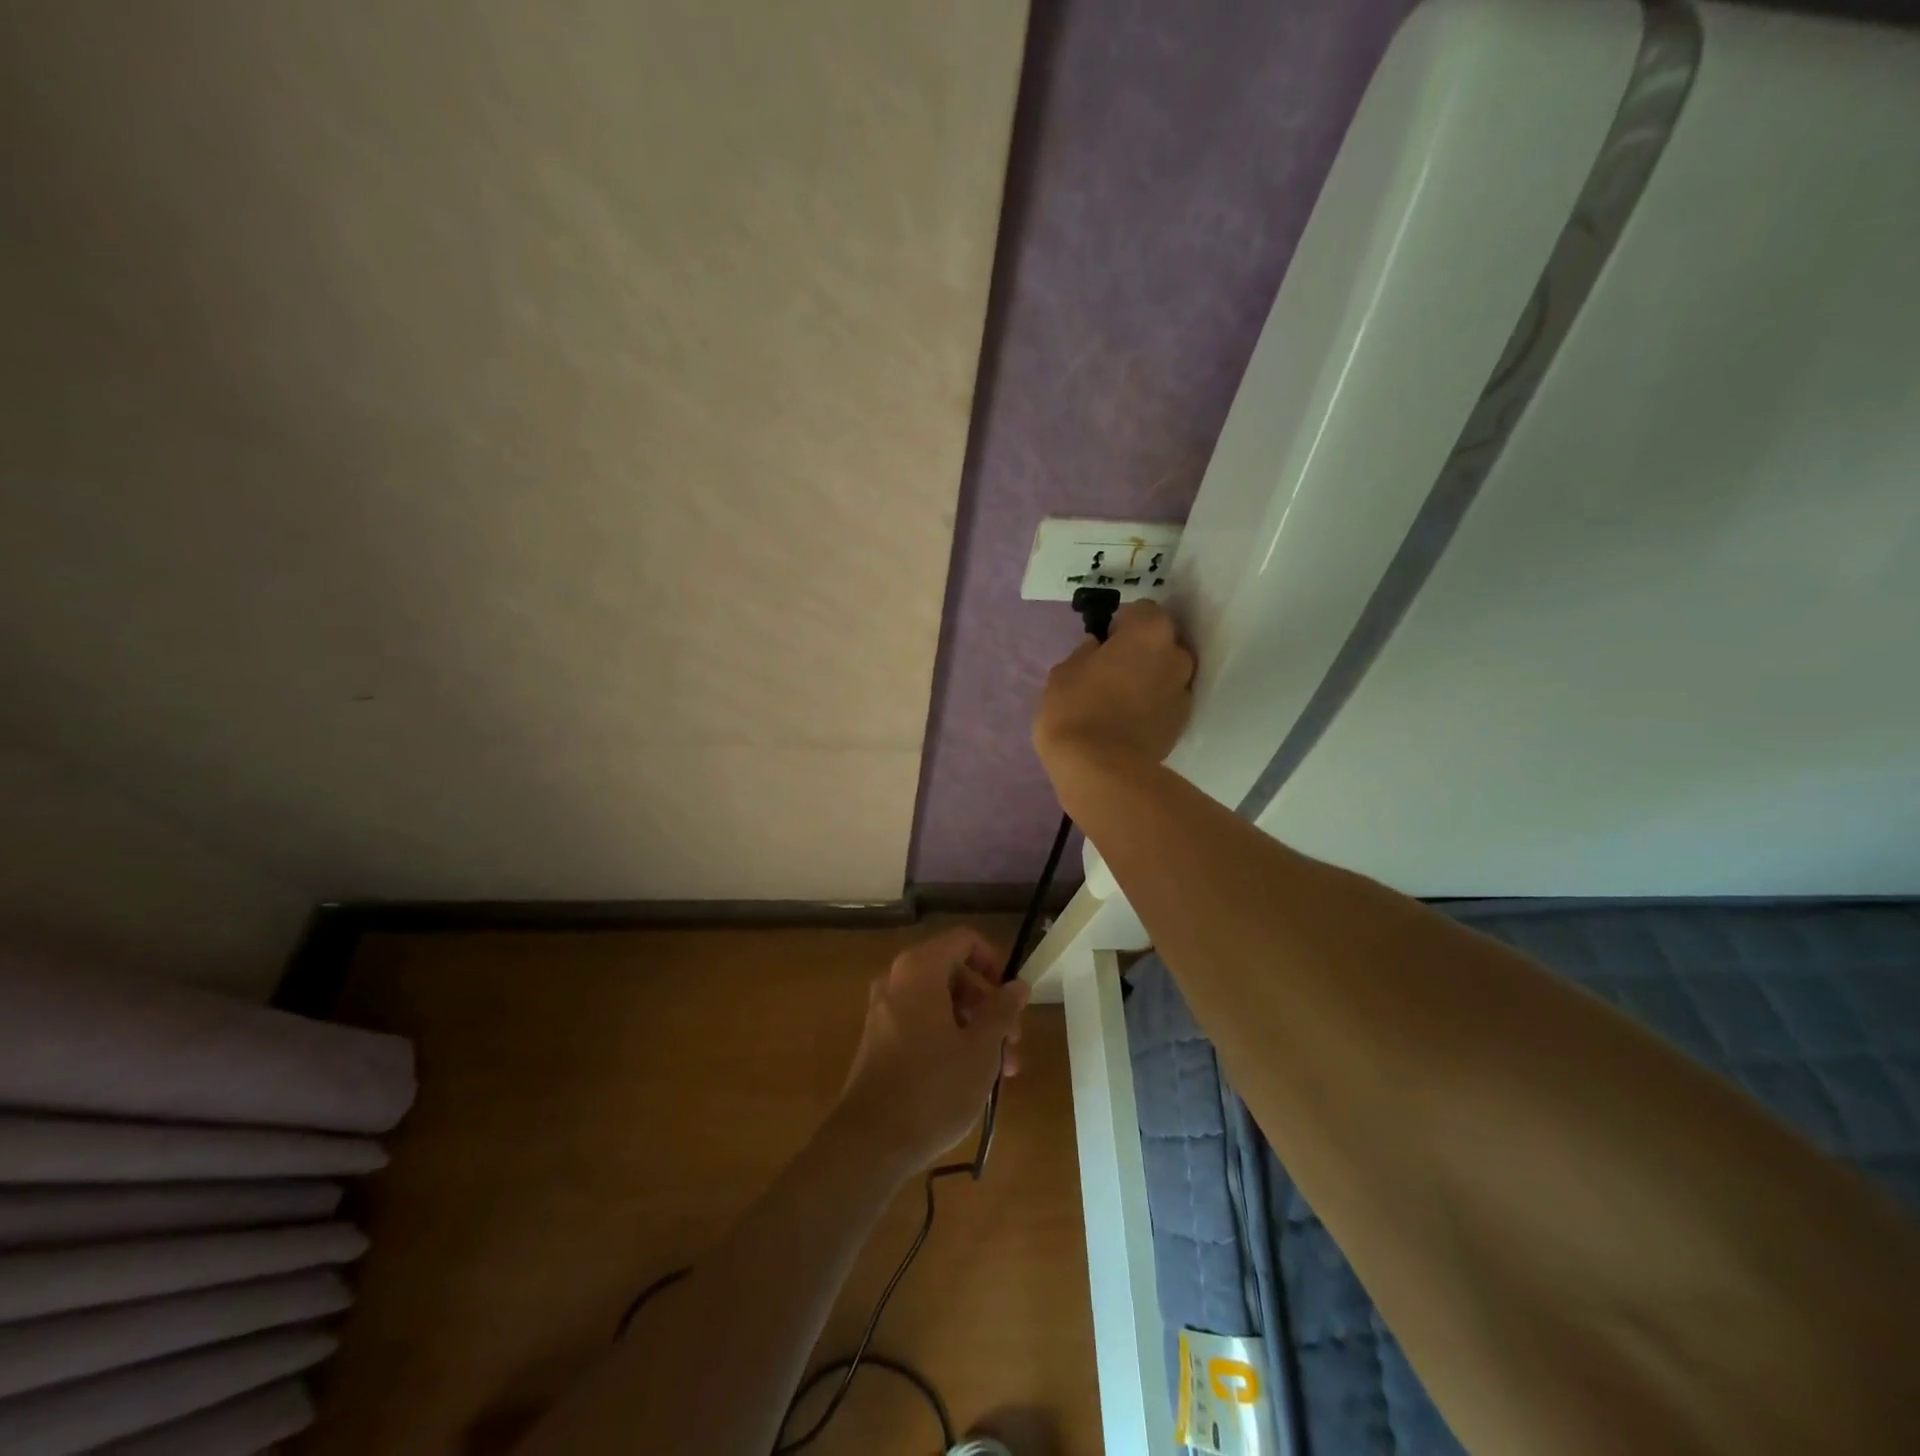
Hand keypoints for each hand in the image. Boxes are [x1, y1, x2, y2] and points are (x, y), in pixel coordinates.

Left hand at [835, 927, 1029, 1175]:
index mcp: (919, 969)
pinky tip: (971, 1077)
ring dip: (974, 1028)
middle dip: (989, 1005)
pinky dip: (949, 1038)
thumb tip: (1018, 985)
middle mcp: (897, 980)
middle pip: (953, 973)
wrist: (870, 1142)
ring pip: (940, 1003)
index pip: (964, 940)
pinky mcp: (879, 1040)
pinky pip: (921, 1023)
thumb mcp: (981, 1049)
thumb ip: (1002, 1010)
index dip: (994, 961)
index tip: (1012, 997)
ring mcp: (884, 1010)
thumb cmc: (934, 1088)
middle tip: (1014, 1042)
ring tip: (1003, 1071)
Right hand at [1033, 600, 1194, 779]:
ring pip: (1165, 674)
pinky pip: (1166, 703)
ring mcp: (1184, 691)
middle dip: (1140, 651)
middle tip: (1111, 671)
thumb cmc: (1076, 709)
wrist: (1101, 770)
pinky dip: (1152, 706)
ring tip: (1119, 700)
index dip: (1121, 624)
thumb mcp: (1064, 671)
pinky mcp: (1182, 723)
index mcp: (1149, 632)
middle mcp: (1176, 655)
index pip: (1142, 611)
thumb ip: (1086, 652)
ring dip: (1148, 679)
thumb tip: (1097, 648)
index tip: (1103, 643)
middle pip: (1160, 643)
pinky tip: (1127, 722)